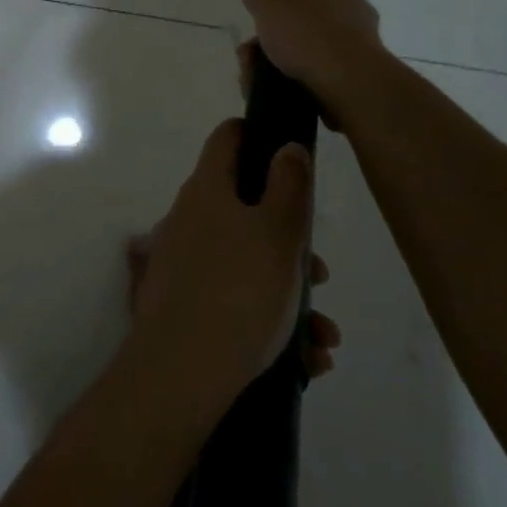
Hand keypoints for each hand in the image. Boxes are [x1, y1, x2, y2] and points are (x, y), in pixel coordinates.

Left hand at [121, 119, 319, 411]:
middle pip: (246, 209)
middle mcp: (188, 219)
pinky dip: (269, 321)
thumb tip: (287, 146)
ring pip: (247, 263)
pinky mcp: (182, 304)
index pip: (228, 138)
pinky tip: (306, 359)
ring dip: (289, 293)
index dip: (259, 134)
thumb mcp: (279, 232)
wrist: (182, 372)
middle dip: (290, 239)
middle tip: (319, 273)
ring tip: (323, 336)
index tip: (292, 152)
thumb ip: (289, 185)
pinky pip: (233, 300)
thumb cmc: (240, 289)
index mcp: (207, 189)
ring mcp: (182, 263)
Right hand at [238, 0, 385, 130]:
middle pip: (308, 5)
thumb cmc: (309, 32)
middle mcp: (350, 6)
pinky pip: (310, 68)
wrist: (348, 84)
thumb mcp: (268, 2)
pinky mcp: (352, 73)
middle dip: (277, 21)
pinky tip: (268, 85)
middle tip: (253, 39)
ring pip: (305, 41)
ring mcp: (355, 40)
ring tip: (253, 70)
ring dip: (275, 53)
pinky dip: (286, 74)